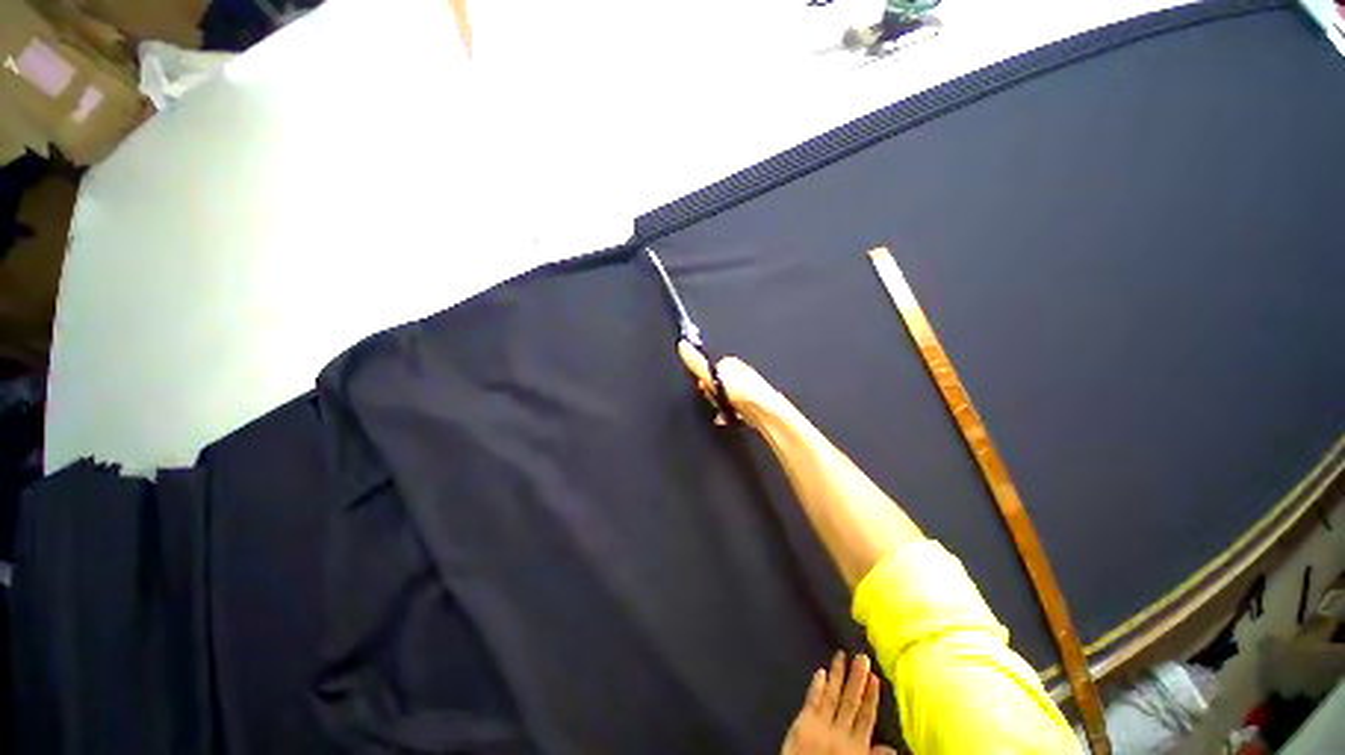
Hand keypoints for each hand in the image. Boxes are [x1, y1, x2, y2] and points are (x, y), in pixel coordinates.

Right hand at [677, 341, 788, 427]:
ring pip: (722, 398)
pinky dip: (727, 414)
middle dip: (711, 393)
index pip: (708, 367)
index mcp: (730, 363)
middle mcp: (738, 374)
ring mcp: (744, 389)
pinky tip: (726, 417)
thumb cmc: (742, 391)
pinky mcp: (748, 404)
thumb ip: (696, 362)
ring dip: (719, 405)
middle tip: (715, 398)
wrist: (764, 411)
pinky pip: (731, 409)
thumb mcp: (713, 374)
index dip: (703, 379)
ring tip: (723, 409)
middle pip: (714, 384)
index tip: (703, 386)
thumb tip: (682, 345)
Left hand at [781, 652, 895, 754]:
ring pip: (833, 696)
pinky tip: (821, 671)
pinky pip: (812, 700)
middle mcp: (840, 735)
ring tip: (842, 655)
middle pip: (851, 702)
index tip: (875, 677)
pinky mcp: (803, 724)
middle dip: (857, 678)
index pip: (867, 718)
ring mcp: (821, 727)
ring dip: (838, 675)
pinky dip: (817, 685)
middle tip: (861, 656)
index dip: (871, 697)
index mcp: (856, 748)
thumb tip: (892, 749)